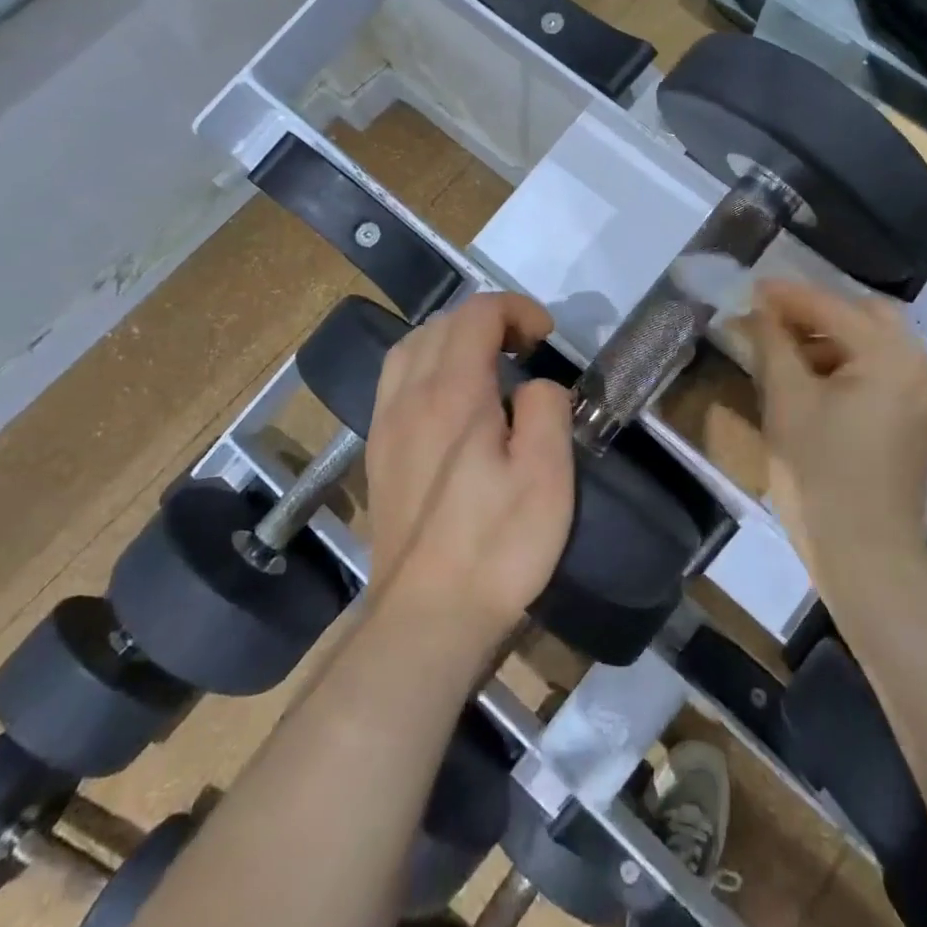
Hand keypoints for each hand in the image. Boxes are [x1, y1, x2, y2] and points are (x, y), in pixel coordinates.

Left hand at [364, 293, 575, 636]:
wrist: (426, 617)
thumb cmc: (497, 546)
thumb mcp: (548, 475)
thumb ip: (547, 409)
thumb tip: (535, 387)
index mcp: (454, 394)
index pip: (477, 314)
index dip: (516, 309)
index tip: (546, 336)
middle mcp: (410, 397)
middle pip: (442, 324)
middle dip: (488, 319)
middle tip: (525, 347)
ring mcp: (386, 424)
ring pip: (411, 347)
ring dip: (452, 338)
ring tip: (487, 362)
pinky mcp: (378, 451)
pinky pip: (395, 380)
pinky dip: (427, 364)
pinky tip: (450, 398)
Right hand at [740, 280, 926, 587]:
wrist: (867, 558)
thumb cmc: (820, 475)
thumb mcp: (786, 402)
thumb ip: (772, 344)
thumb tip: (757, 311)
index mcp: (892, 357)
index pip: (833, 308)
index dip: (788, 296)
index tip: (750, 287)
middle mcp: (920, 366)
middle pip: (865, 316)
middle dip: (816, 313)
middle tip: (772, 320)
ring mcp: (925, 395)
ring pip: (875, 344)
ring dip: (831, 339)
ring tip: (784, 352)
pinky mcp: (919, 420)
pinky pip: (882, 372)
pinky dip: (848, 365)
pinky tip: (813, 381)